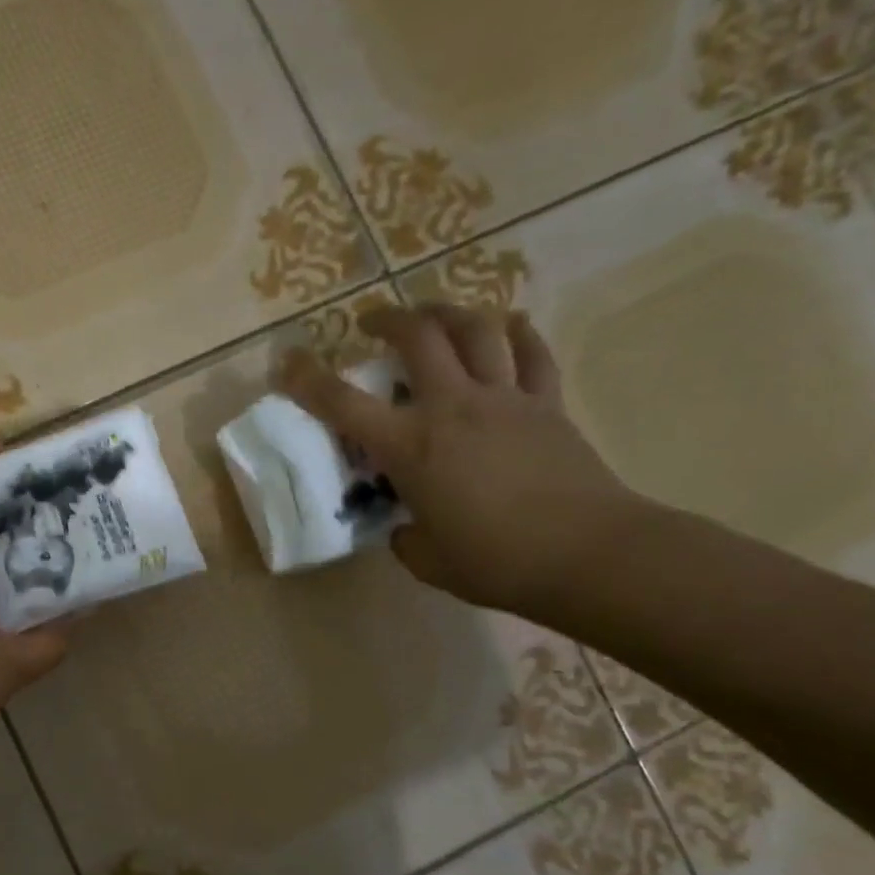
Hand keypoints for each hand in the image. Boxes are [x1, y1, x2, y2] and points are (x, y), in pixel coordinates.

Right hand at [279, 303, 640, 615]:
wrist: (587, 554)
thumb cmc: (496, 561)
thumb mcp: (428, 560)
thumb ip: (406, 537)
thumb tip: (409, 525)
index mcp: (411, 447)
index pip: (344, 405)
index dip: (308, 380)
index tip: (288, 361)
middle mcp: (452, 408)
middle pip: (418, 338)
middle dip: (388, 319)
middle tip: (372, 322)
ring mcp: (504, 399)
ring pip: (475, 331)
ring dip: (448, 313)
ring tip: (433, 314)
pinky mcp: (547, 405)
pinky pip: (533, 355)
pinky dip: (519, 334)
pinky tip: (510, 325)